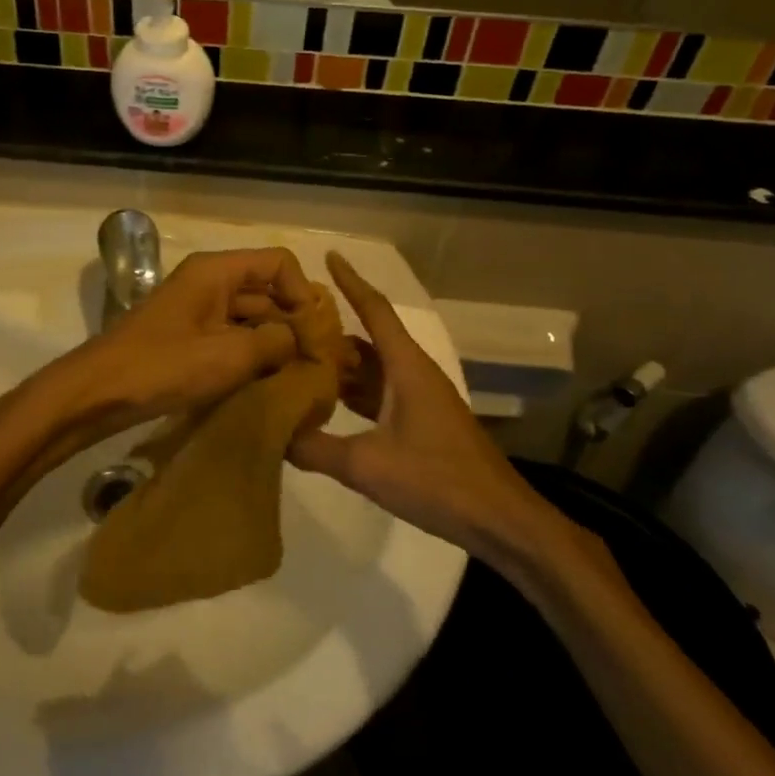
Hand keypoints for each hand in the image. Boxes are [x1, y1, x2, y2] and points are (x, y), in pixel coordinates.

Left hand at [39, 247, 317, 452]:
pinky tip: (269, 385)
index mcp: (217, 271)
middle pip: (267, 291)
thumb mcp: (229, 355)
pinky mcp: (189, 338)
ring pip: (251, 318)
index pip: (279, 263)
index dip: (302, 293)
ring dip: (275, 344)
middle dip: (293, 323)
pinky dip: (252, 356)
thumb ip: (276, 342)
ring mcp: (198, 311)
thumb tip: (303, 340)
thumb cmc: (163, 367)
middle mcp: (209, 282)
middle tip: (318, 364)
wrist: (98, 393)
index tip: (313, 334)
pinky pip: (232, 338)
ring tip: (299, 379)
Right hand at [289, 253, 609, 583]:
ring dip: (341, 364)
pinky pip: (380, 393)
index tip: (329, 256)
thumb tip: (274, 435)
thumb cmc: (438, 480)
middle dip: (332, 329)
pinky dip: (353, 392)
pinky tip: (326, 405)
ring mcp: (420, 399)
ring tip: (297, 361)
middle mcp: (413, 373)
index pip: (375, 310)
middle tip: (289, 324)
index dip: (351, 281)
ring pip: (373, 368)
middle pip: (369, 339)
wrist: (500, 519)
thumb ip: (317, 449)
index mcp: (406, 367)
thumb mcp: (368, 465)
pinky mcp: (422, 422)